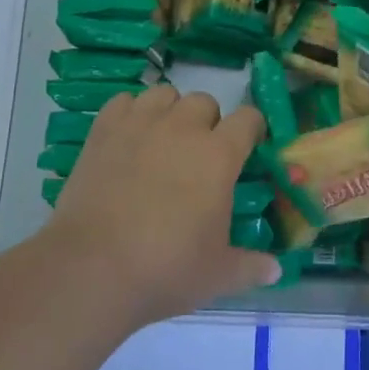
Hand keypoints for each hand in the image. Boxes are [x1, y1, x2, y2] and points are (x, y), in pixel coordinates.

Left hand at [47, 84, 280, 326]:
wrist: (92, 268)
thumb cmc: (166, 269)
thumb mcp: (218, 275)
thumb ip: (251, 267)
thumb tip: (276, 271)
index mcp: (219, 155)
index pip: (248, 119)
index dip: (252, 130)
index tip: (249, 148)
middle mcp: (183, 128)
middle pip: (205, 101)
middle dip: (208, 121)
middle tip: (200, 155)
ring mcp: (140, 124)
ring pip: (164, 94)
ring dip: (170, 111)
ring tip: (164, 140)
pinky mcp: (103, 131)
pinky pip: (123, 101)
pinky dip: (130, 113)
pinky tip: (128, 138)